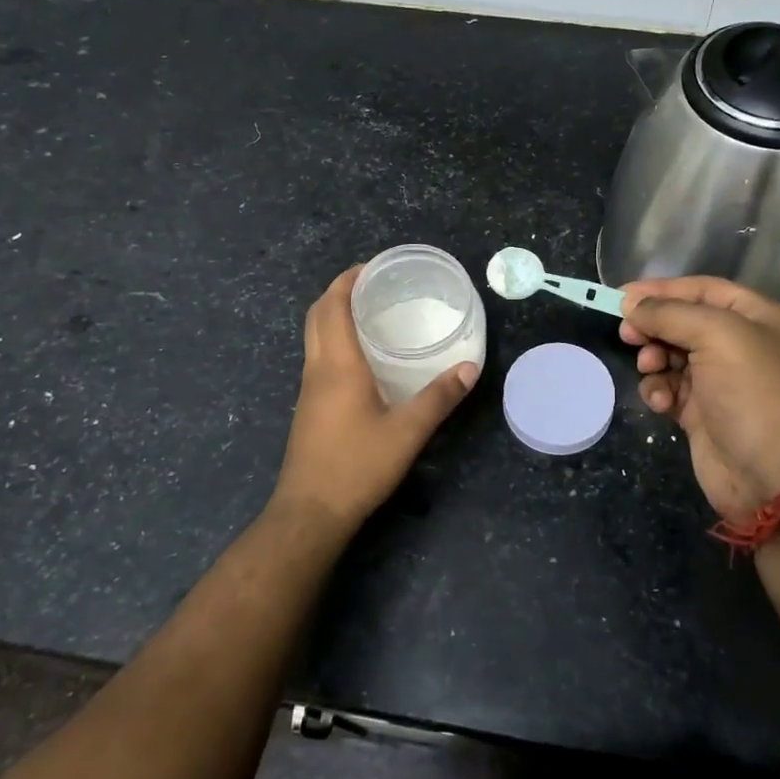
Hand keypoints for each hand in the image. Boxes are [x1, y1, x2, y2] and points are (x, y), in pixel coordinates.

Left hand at [272, 266, 477, 528]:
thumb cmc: (357, 466)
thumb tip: (470, 368)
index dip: (347, 280)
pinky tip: (362, 357)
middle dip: (338, 292)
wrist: (310, 512)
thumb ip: (439, 398)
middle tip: (372, 284)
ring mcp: (309, 390)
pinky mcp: (309, 408)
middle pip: (316, 316)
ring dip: (333, 316)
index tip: (371, 266)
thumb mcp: (407, 432)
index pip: (332, 307)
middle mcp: (317, 370)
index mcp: (338, 366)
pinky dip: (334, 340)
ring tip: (370, 313)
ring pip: (314, 337)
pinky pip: (318, 358)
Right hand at [620, 276, 779, 526]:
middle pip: (684, 322)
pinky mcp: (703, 414)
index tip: (620, 296)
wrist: (777, 478)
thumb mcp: (718, 337)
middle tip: (628, 334)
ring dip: (655, 359)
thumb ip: (671, 313)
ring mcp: (722, 382)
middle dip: (654, 326)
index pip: (703, 289)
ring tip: (650, 369)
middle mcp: (742, 346)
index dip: (661, 290)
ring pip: (672, 356)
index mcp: (758, 318)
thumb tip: (631, 305)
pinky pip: (671, 389)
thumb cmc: (755, 394)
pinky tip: (661, 402)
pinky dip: (660, 391)